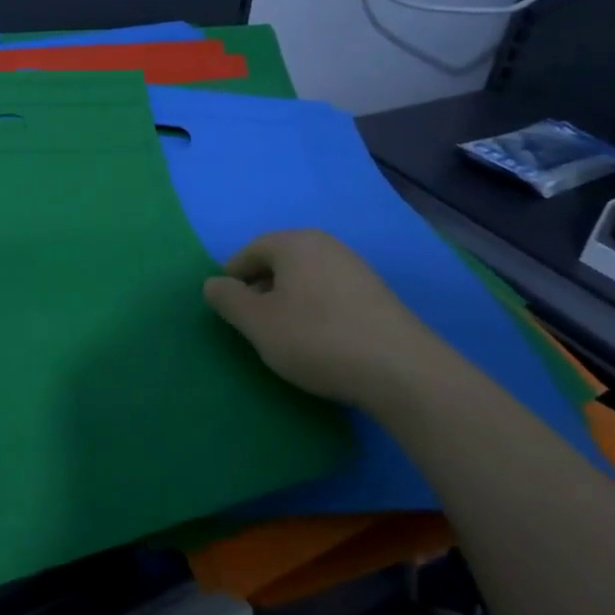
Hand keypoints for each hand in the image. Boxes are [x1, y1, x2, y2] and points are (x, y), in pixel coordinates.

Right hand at [203, 230, 438, 412]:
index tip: (227, 304)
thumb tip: (212, 284)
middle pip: (281, 261)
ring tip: (284, 333)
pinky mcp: (378, 296)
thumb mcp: (258, 323)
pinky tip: (319, 339)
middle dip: (261, 286)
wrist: (402, 371)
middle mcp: (327, 246)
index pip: (252, 250)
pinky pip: (332, 293)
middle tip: (252, 320)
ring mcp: (357, 269)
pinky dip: (316, 309)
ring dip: (289, 299)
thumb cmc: (316, 338)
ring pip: (308, 277)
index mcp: (295, 243)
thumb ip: (228, 300)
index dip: (233, 275)